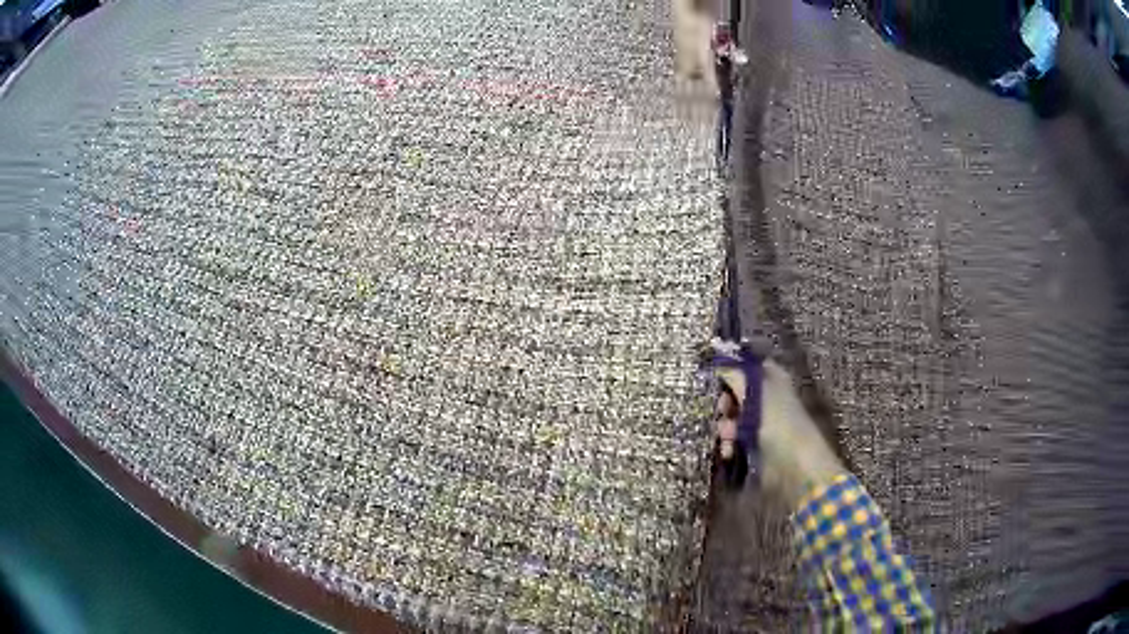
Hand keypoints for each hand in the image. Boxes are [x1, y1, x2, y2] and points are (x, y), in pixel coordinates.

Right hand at [714, 351, 845, 505]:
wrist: (794, 464)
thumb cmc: (778, 421)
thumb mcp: (754, 390)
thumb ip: (733, 373)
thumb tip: (717, 360)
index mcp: (772, 378)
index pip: (747, 366)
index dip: (731, 371)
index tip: (716, 379)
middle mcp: (768, 397)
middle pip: (737, 393)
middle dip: (725, 404)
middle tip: (722, 411)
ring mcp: (762, 423)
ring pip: (734, 418)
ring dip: (725, 427)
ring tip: (727, 437)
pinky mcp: (756, 445)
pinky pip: (735, 439)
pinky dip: (729, 444)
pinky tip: (729, 451)